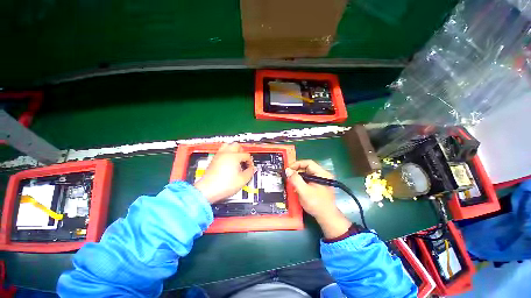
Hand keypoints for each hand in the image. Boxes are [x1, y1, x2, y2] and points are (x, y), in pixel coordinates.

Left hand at [194, 143, 254, 203]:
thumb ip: (250, 172)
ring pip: (227, 145)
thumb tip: (252, 169)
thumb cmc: (223, 185)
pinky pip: (221, 151)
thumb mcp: (242, 180)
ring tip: (236, 158)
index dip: (250, 161)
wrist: (207, 190)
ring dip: (233, 150)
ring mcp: (218, 156)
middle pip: (237, 145)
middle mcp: (226, 153)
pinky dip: (227, 153)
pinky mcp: (213, 160)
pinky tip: (228, 162)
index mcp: (234, 157)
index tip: (250, 168)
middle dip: (242, 151)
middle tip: (244, 160)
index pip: (246, 155)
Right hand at [285, 160, 351, 238]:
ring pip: (307, 174)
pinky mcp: (318, 186)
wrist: (327, 218)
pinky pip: (308, 180)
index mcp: (322, 173)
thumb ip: (295, 179)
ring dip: (298, 177)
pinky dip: (301, 182)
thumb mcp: (304, 191)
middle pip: (307, 168)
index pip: (308, 163)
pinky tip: (296, 187)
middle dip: (297, 171)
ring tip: (291, 181)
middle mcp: (322, 175)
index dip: (297, 164)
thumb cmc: (316, 203)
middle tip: (288, 175)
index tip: (288, 169)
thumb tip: (287, 170)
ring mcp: (321, 181)